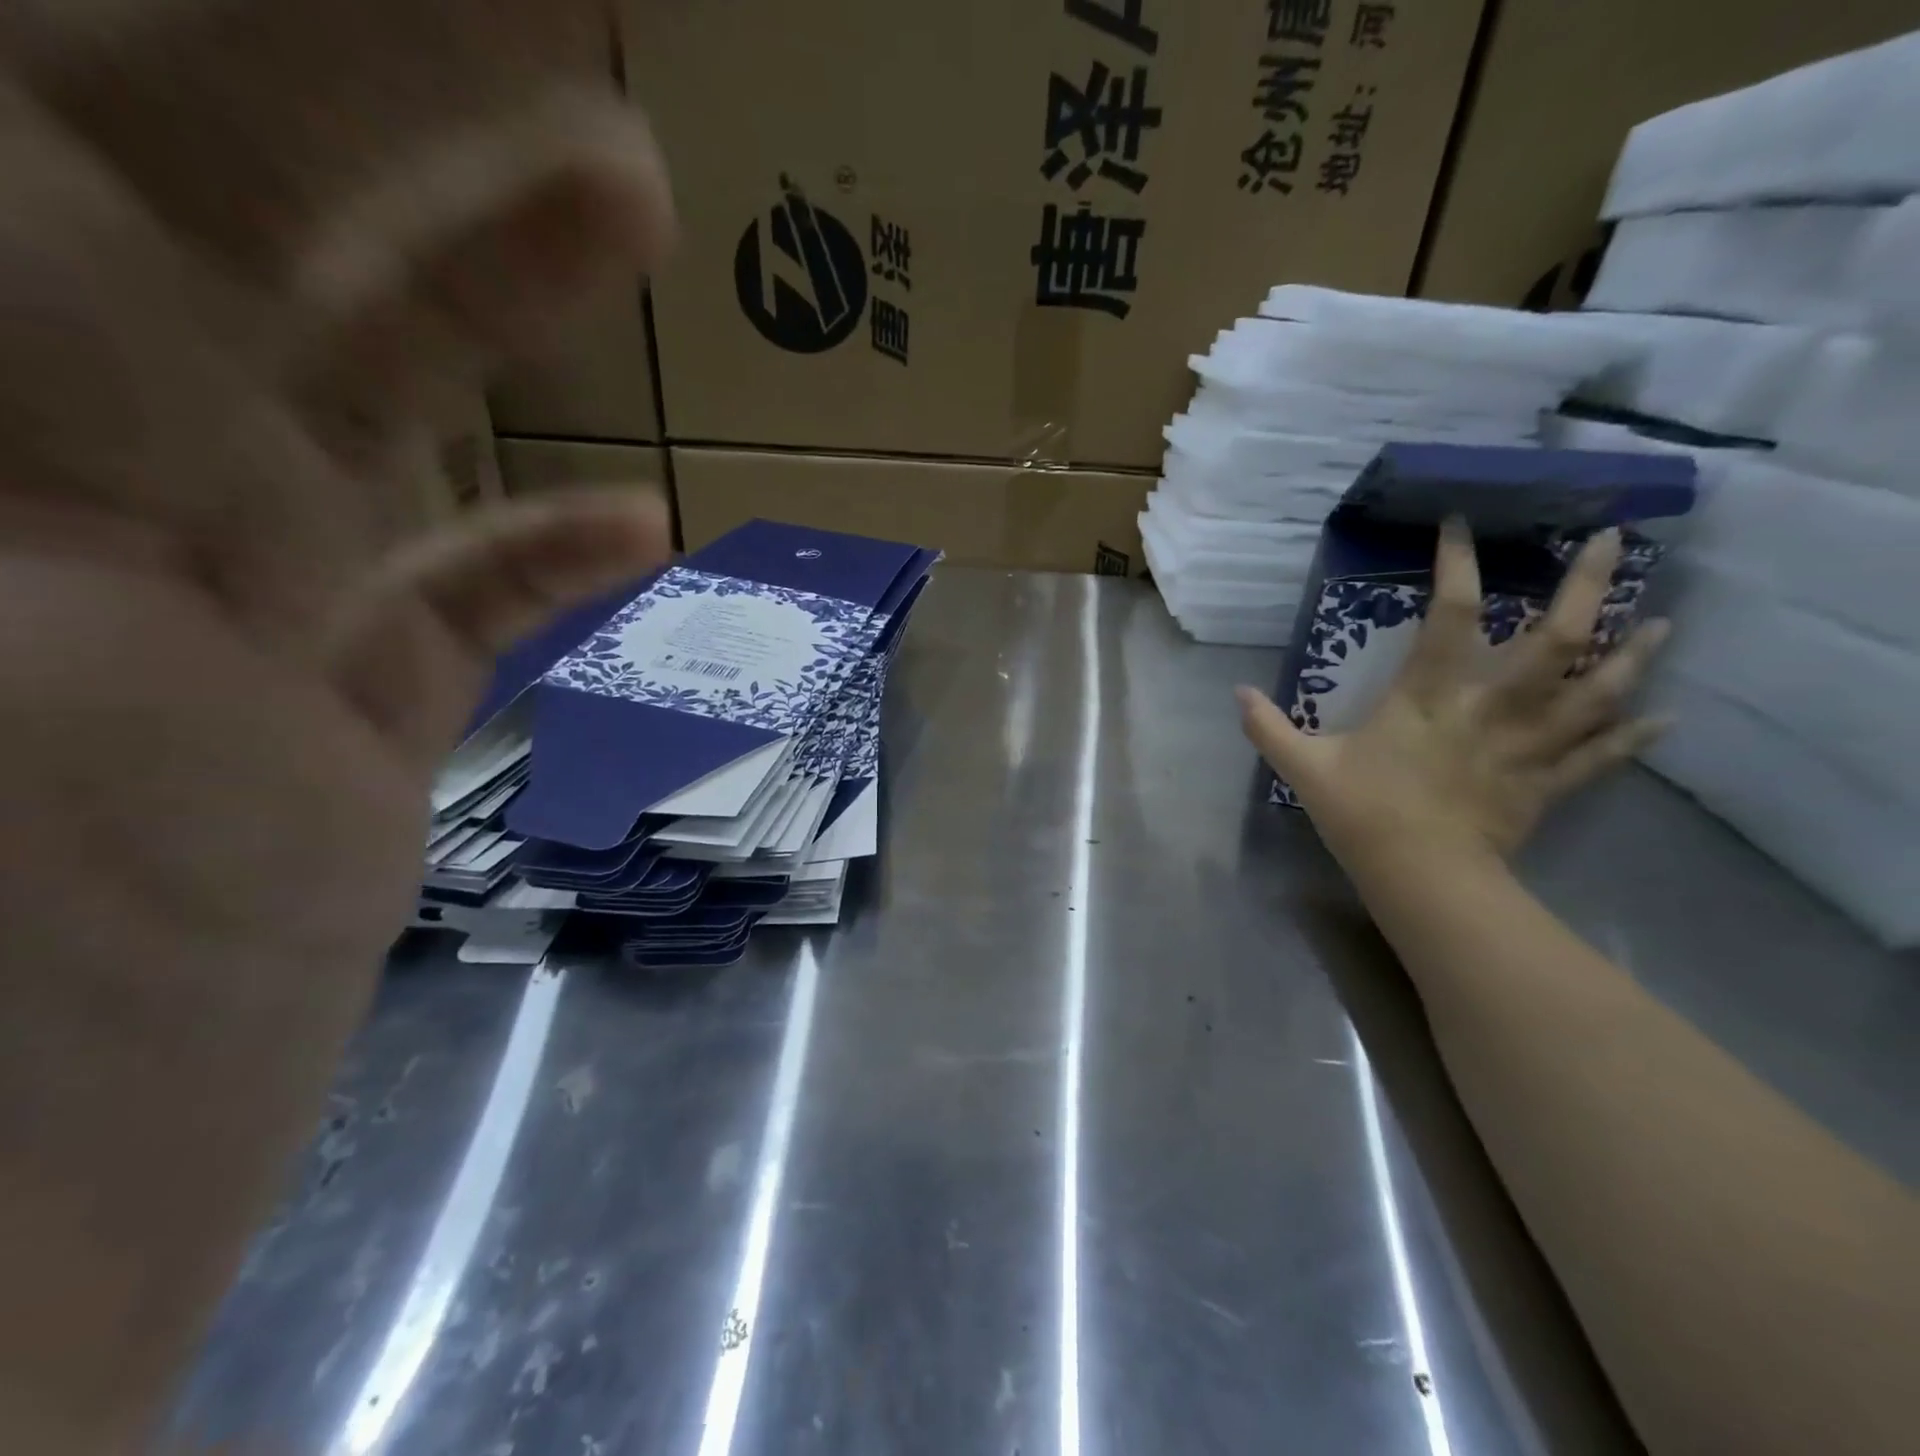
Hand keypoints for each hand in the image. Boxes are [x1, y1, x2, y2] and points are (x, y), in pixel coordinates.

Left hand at [0, 7, 673, 1445]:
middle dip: (432, 95)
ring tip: (642, 203)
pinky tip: (645, 525)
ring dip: (511, 293)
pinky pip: (444, 609)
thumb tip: (506, 282)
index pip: (158, 80)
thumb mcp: (10, 431)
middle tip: (595, 35)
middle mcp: (37, 430)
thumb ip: (102, 228)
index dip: (355, 14)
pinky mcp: (312, 735)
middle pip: (262, 191)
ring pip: (377, 398)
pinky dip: (542, 558)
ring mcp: (194, 602)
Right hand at [1237, 522, 1670, 868]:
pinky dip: (1635, 735)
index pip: (1450, 616)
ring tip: (1662, 621)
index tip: (1461, 525)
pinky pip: (1601, 755)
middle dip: (1586, 587)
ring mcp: (1528, 744)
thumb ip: (1268, 727)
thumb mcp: (1304, 766)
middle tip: (1613, 543)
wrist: (1421, 875)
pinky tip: (1666, 717)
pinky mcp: (1548, 782)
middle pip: (1555, 640)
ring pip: (1598, 691)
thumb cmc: (1362, 812)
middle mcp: (1491, 707)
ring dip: (1634, 654)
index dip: (1456, 565)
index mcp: (1429, 696)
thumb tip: (1234, 692)